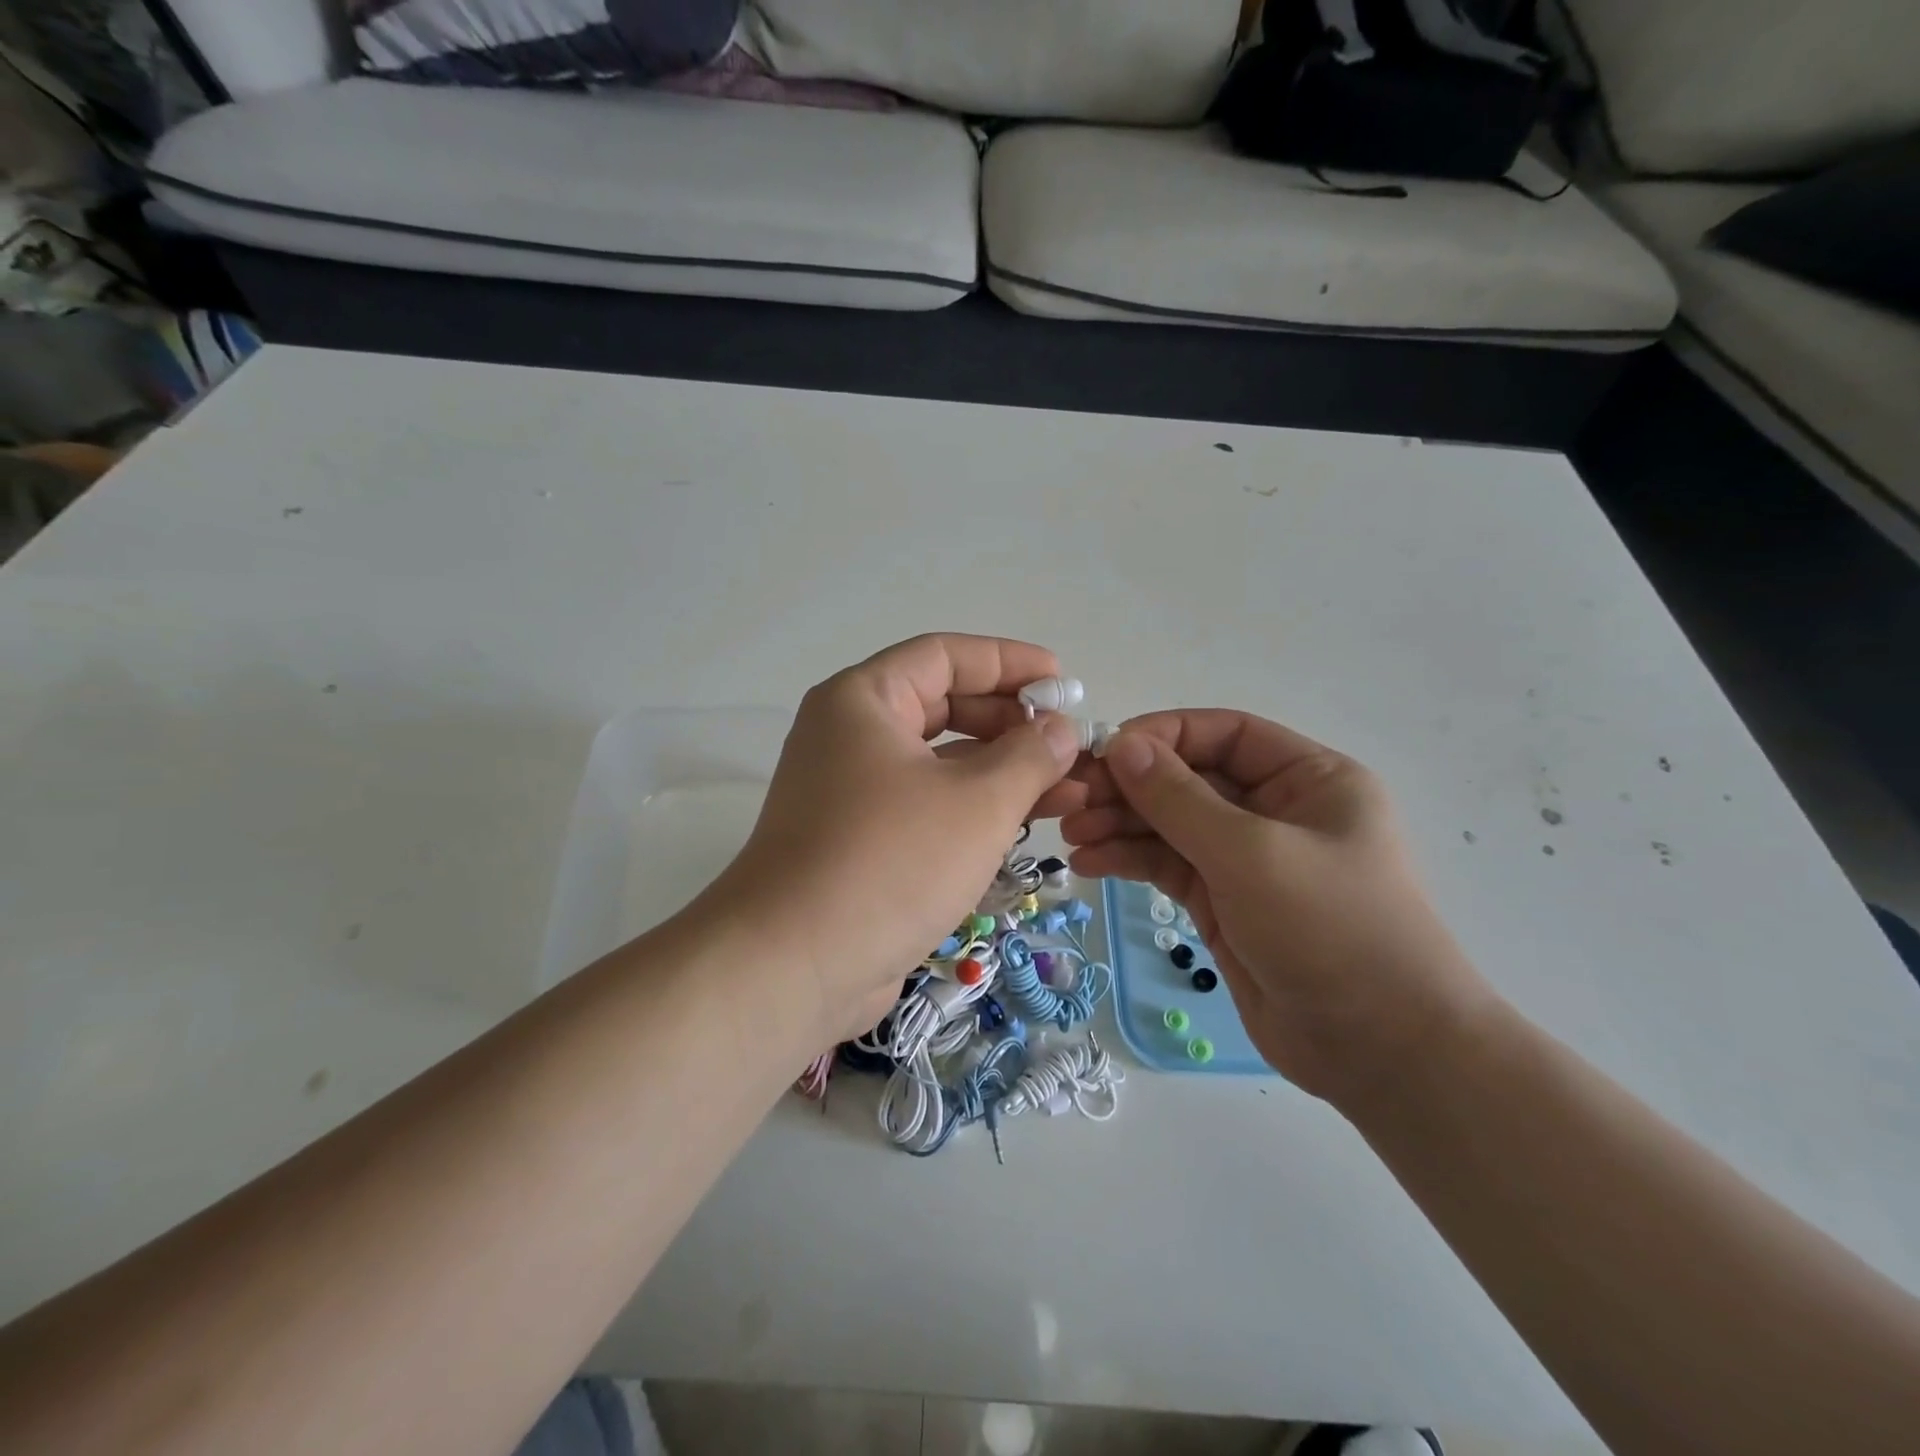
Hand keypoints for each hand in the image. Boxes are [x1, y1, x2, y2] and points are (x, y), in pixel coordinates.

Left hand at [698, 634, 1083, 1046]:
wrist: (796, 964)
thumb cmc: (890, 861)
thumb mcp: (978, 801)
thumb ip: (1030, 755)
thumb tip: (1061, 729)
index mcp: (864, 700)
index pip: (945, 656)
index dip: (1009, 662)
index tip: (1063, 682)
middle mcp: (852, 735)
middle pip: (944, 707)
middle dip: (1012, 724)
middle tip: (1069, 746)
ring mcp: (853, 791)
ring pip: (940, 762)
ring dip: (1003, 772)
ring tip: (1069, 791)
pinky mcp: (861, 840)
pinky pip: (928, 805)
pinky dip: (974, 808)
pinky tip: (1026, 825)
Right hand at [1061, 712, 1492, 1105]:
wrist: (1380, 1051)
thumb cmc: (1331, 930)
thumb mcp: (1251, 854)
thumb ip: (1179, 799)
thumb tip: (1120, 744)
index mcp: (1307, 779)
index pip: (1223, 734)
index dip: (1162, 736)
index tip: (1104, 752)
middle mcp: (1276, 810)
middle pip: (1189, 779)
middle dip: (1130, 787)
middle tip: (1070, 800)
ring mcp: (1246, 859)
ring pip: (1171, 824)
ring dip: (1121, 824)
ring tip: (1071, 835)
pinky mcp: (1222, 902)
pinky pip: (1168, 865)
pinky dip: (1129, 860)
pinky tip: (1089, 862)